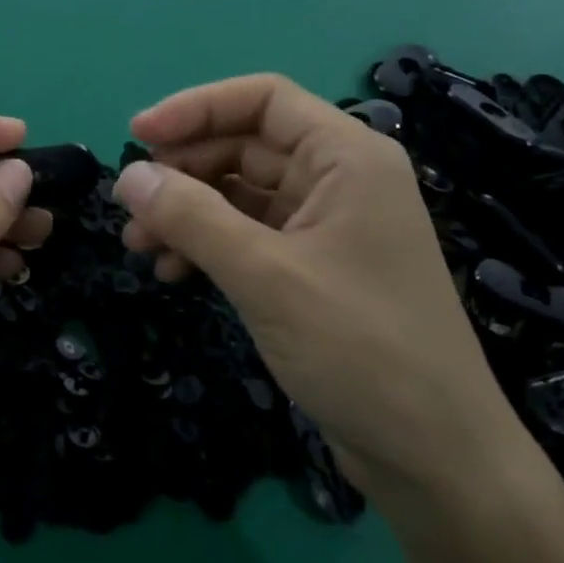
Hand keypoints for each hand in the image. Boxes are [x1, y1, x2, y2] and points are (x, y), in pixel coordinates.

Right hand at [113, 74, 526, 511]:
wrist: (436, 462)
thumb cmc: (362, 351)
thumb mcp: (265, 276)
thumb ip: (191, 217)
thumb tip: (127, 176)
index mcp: (346, 157)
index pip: (262, 99)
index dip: (195, 108)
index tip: (138, 135)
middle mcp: (338, 179)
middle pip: (243, 144)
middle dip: (182, 170)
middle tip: (130, 204)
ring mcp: (325, 225)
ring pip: (238, 192)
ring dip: (186, 210)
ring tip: (138, 244)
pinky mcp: (311, 268)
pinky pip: (246, 234)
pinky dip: (206, 244)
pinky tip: (173, 271)